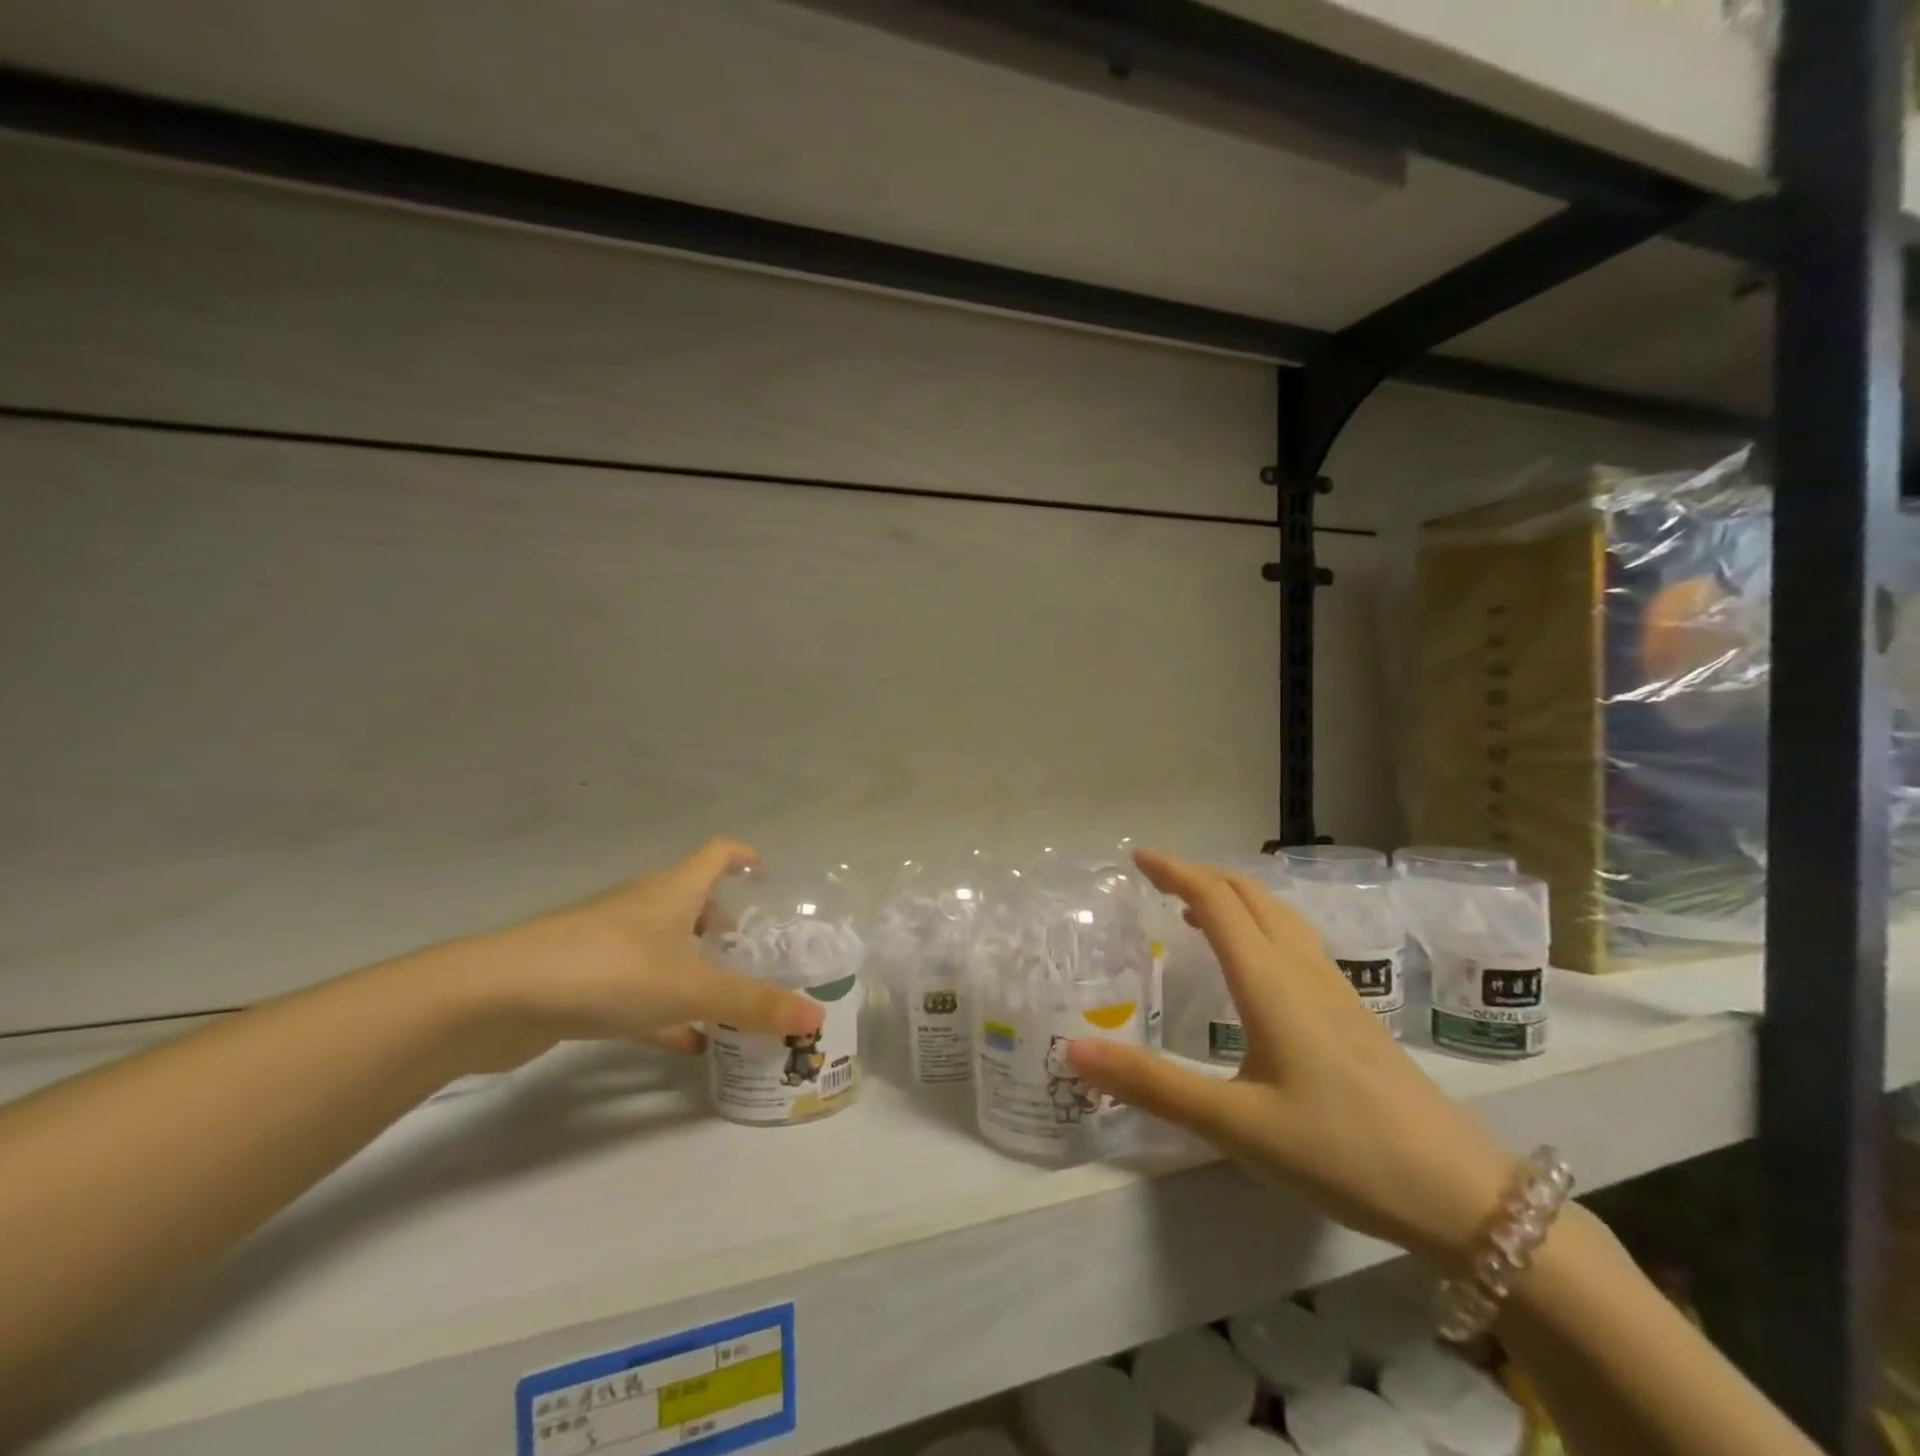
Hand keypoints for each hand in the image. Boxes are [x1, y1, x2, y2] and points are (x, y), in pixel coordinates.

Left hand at [463, 840, 823, 1068]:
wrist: (496, 999)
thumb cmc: (609, 971)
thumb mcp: (691, 989)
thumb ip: (753, 1004)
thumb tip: (814, 1017)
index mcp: (673, 891)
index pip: (717, 853)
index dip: (745, 857)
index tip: (768, 875)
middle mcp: (642, 907)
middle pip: (693, 902)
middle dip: (725, 925)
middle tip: (757, 954)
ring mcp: (608, 942)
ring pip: (665, 948)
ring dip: (696, 968)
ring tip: (728, 998)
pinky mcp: (582, 980)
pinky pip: (638, 989)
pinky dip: (665, 1010)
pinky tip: (687, 1042)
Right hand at [1068, 850, 1515, 1269]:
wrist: (1460, 1192)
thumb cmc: (1339, 1151)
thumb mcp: (1233, 1124)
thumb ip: (1152, 1085)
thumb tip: (1073, 1050)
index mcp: (1269, 981)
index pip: (1215, 900)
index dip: (1174, 871)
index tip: (1137, 857)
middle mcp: (1301, 970)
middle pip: (1249, 894)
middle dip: (1201, 875)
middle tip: (1157, 879)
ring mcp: (1334, 988)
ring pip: (1278, 914)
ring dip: (1232, 896)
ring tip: (1195, 908)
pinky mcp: (1352, 1012)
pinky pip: (1295, 940)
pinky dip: (1259, 923)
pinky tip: (1254, 962)